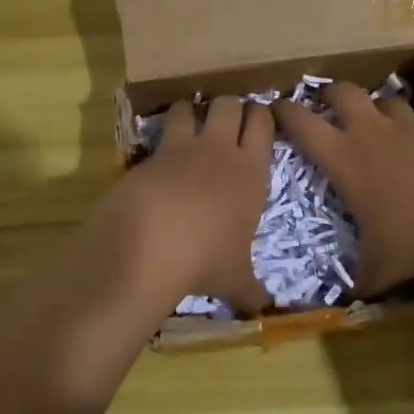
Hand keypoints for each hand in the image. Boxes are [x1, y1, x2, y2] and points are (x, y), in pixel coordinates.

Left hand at [95, 95, 273, 311]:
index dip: (262, 115)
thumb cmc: (206, 260)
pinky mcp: (149, 155)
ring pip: (191, 107)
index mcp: (252, 172)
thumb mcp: (235, 279)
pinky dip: (162, 134)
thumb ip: (251, 289)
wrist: (149, 247)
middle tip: (228, 119)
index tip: (260, 118)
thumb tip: (264, 309)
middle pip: (230, 105)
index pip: (263, 124)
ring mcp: (182, 149)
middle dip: (230, 106)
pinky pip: (159, 131)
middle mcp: (220, 151)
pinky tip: (161, 151)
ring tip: (191, 122)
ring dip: (192, 110)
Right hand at [270, 82, 413, 294]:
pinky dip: (406, 129)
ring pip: (382, 99)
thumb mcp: (382, 267)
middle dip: (327, 94)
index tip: (274, 109)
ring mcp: (409, 129)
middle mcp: (373, 134)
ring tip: (370, 123)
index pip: (302, 124)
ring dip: (371, 106)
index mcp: (346, 159)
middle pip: (342, 92)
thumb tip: (351, 298)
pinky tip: (413, 152)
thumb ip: (361, 278)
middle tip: (322, 107)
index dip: (283, 112)